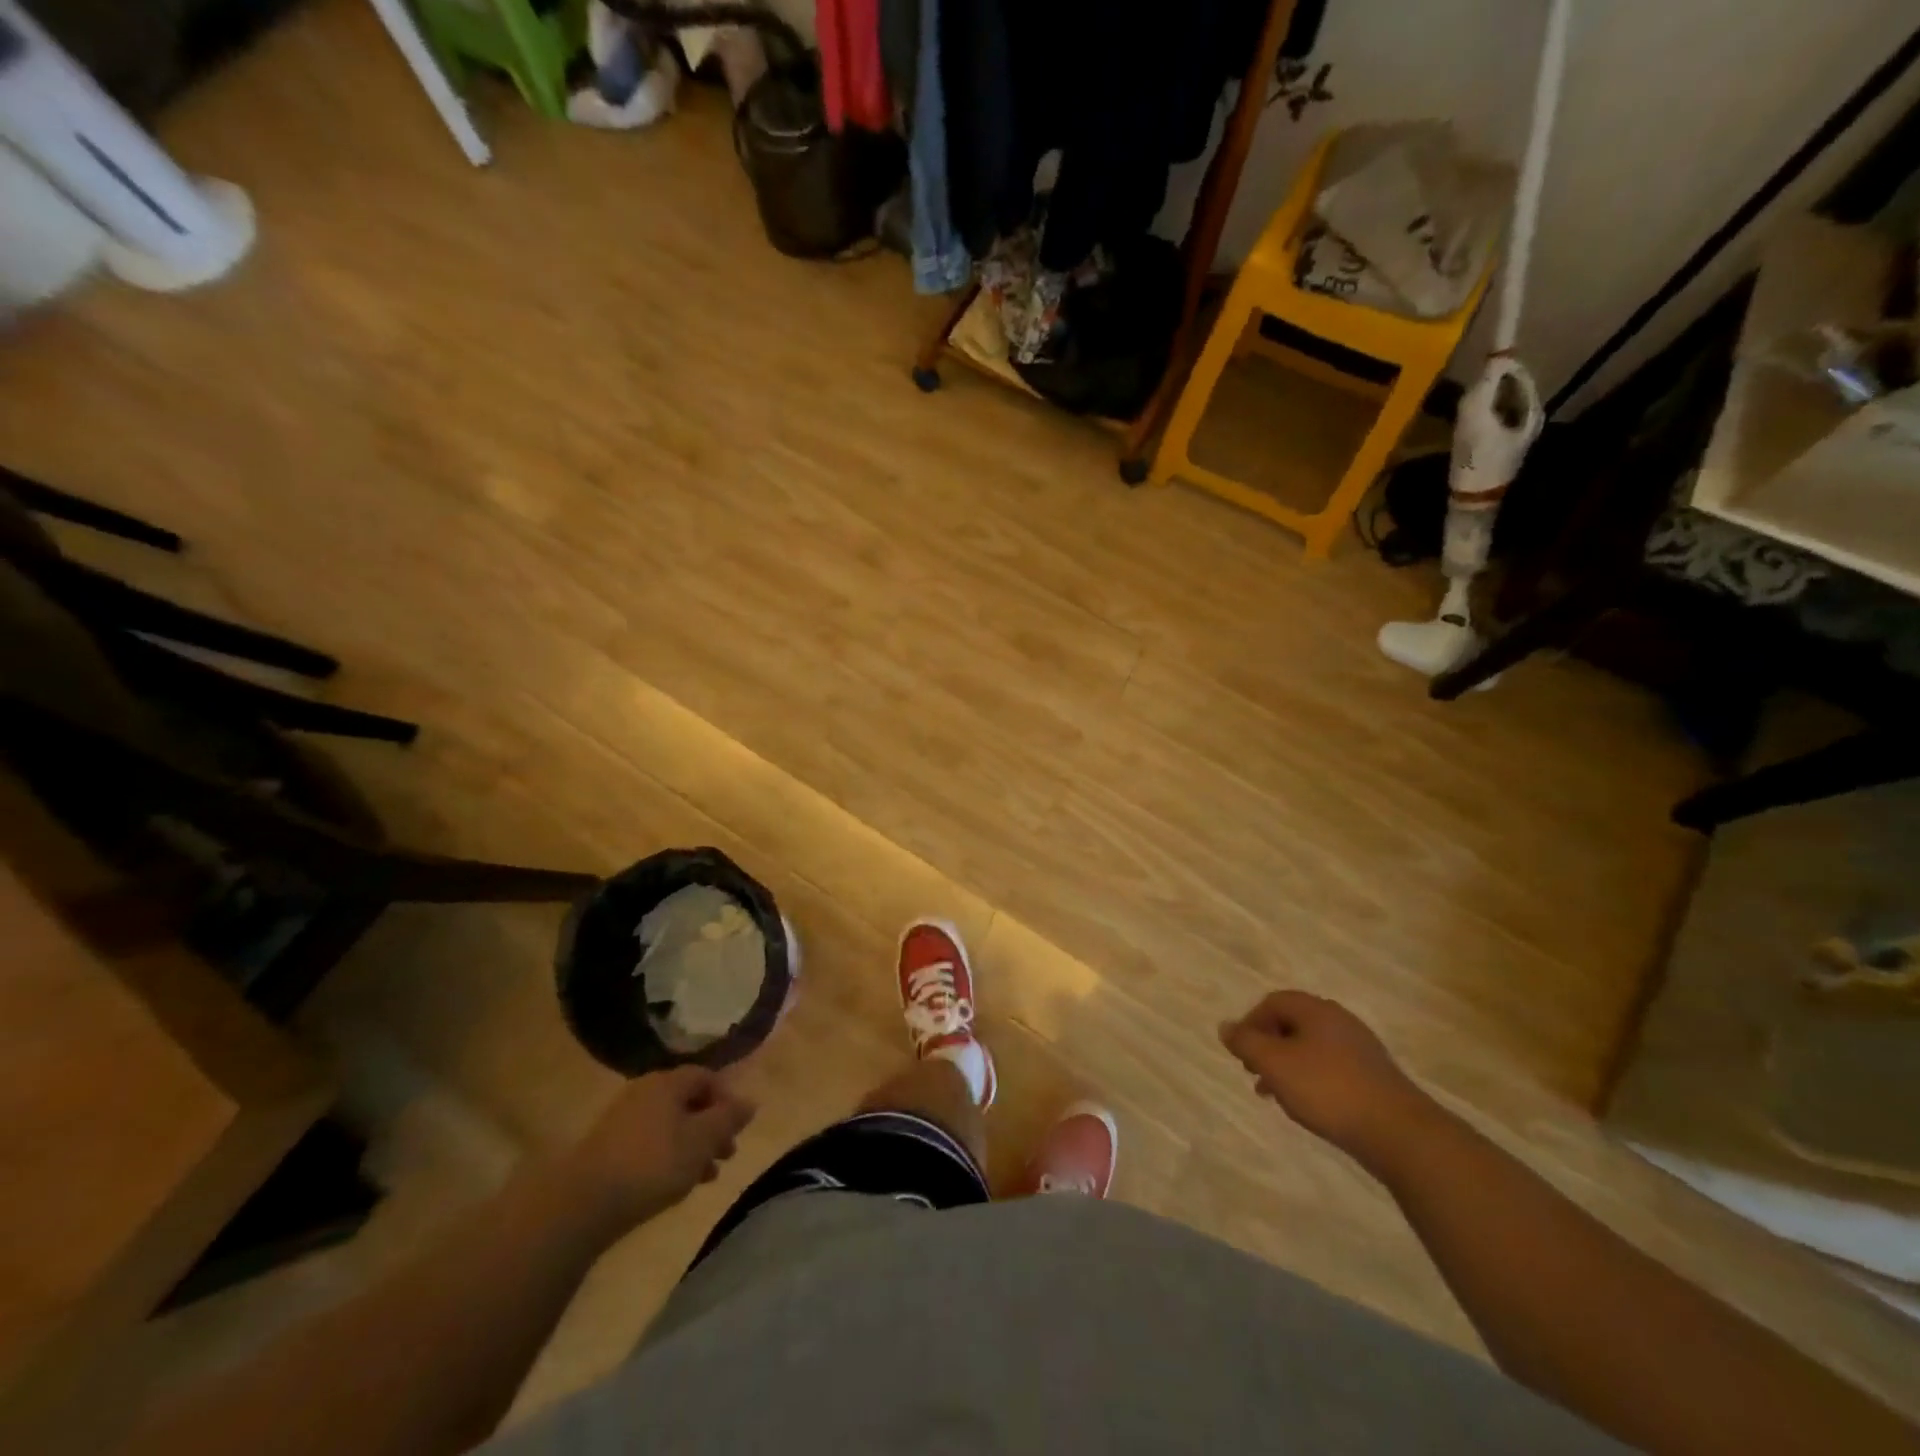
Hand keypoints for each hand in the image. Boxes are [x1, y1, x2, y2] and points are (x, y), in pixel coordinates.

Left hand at [561, 1067, 755, 1231]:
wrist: (582, 1203)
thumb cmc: (652, 1163)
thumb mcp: (701, 1140)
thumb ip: (729, 1119)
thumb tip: (750, 1102)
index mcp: (668, 1082)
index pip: (707, 1077)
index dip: (727, 1099)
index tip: (738, 1128)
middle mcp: (645, 1092)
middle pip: (688, 1102)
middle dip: (712, 1127)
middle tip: (727, 1155)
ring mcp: (623, 1120)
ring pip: (670, 1126)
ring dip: (693, 1147)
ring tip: (706, 1177)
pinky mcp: (608, 1148)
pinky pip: (650, 1143)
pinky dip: (669, 1157)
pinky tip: (674, 1185)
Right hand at [1219, 992, 1434, 1170]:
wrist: (1399, 1132)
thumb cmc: (1327, 1089)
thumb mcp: (1274, 1064)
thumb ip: (1246, 1043)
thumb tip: (1225, 1026)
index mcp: (1315, 1010)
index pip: (1272, 1002)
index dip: (1250, 1023)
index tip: (1241, 1053)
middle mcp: (1339, 1021)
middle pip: (1292, 1024)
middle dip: (1268, 1047)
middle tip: (1254, 1074)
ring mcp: (1360, 1048)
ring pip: (1311, 1048)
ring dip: (1287, 1066)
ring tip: (1276, 1096)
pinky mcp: (1373, 1076)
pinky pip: (1331, 1067)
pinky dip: (1311, 1080)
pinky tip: (1309, 1106)